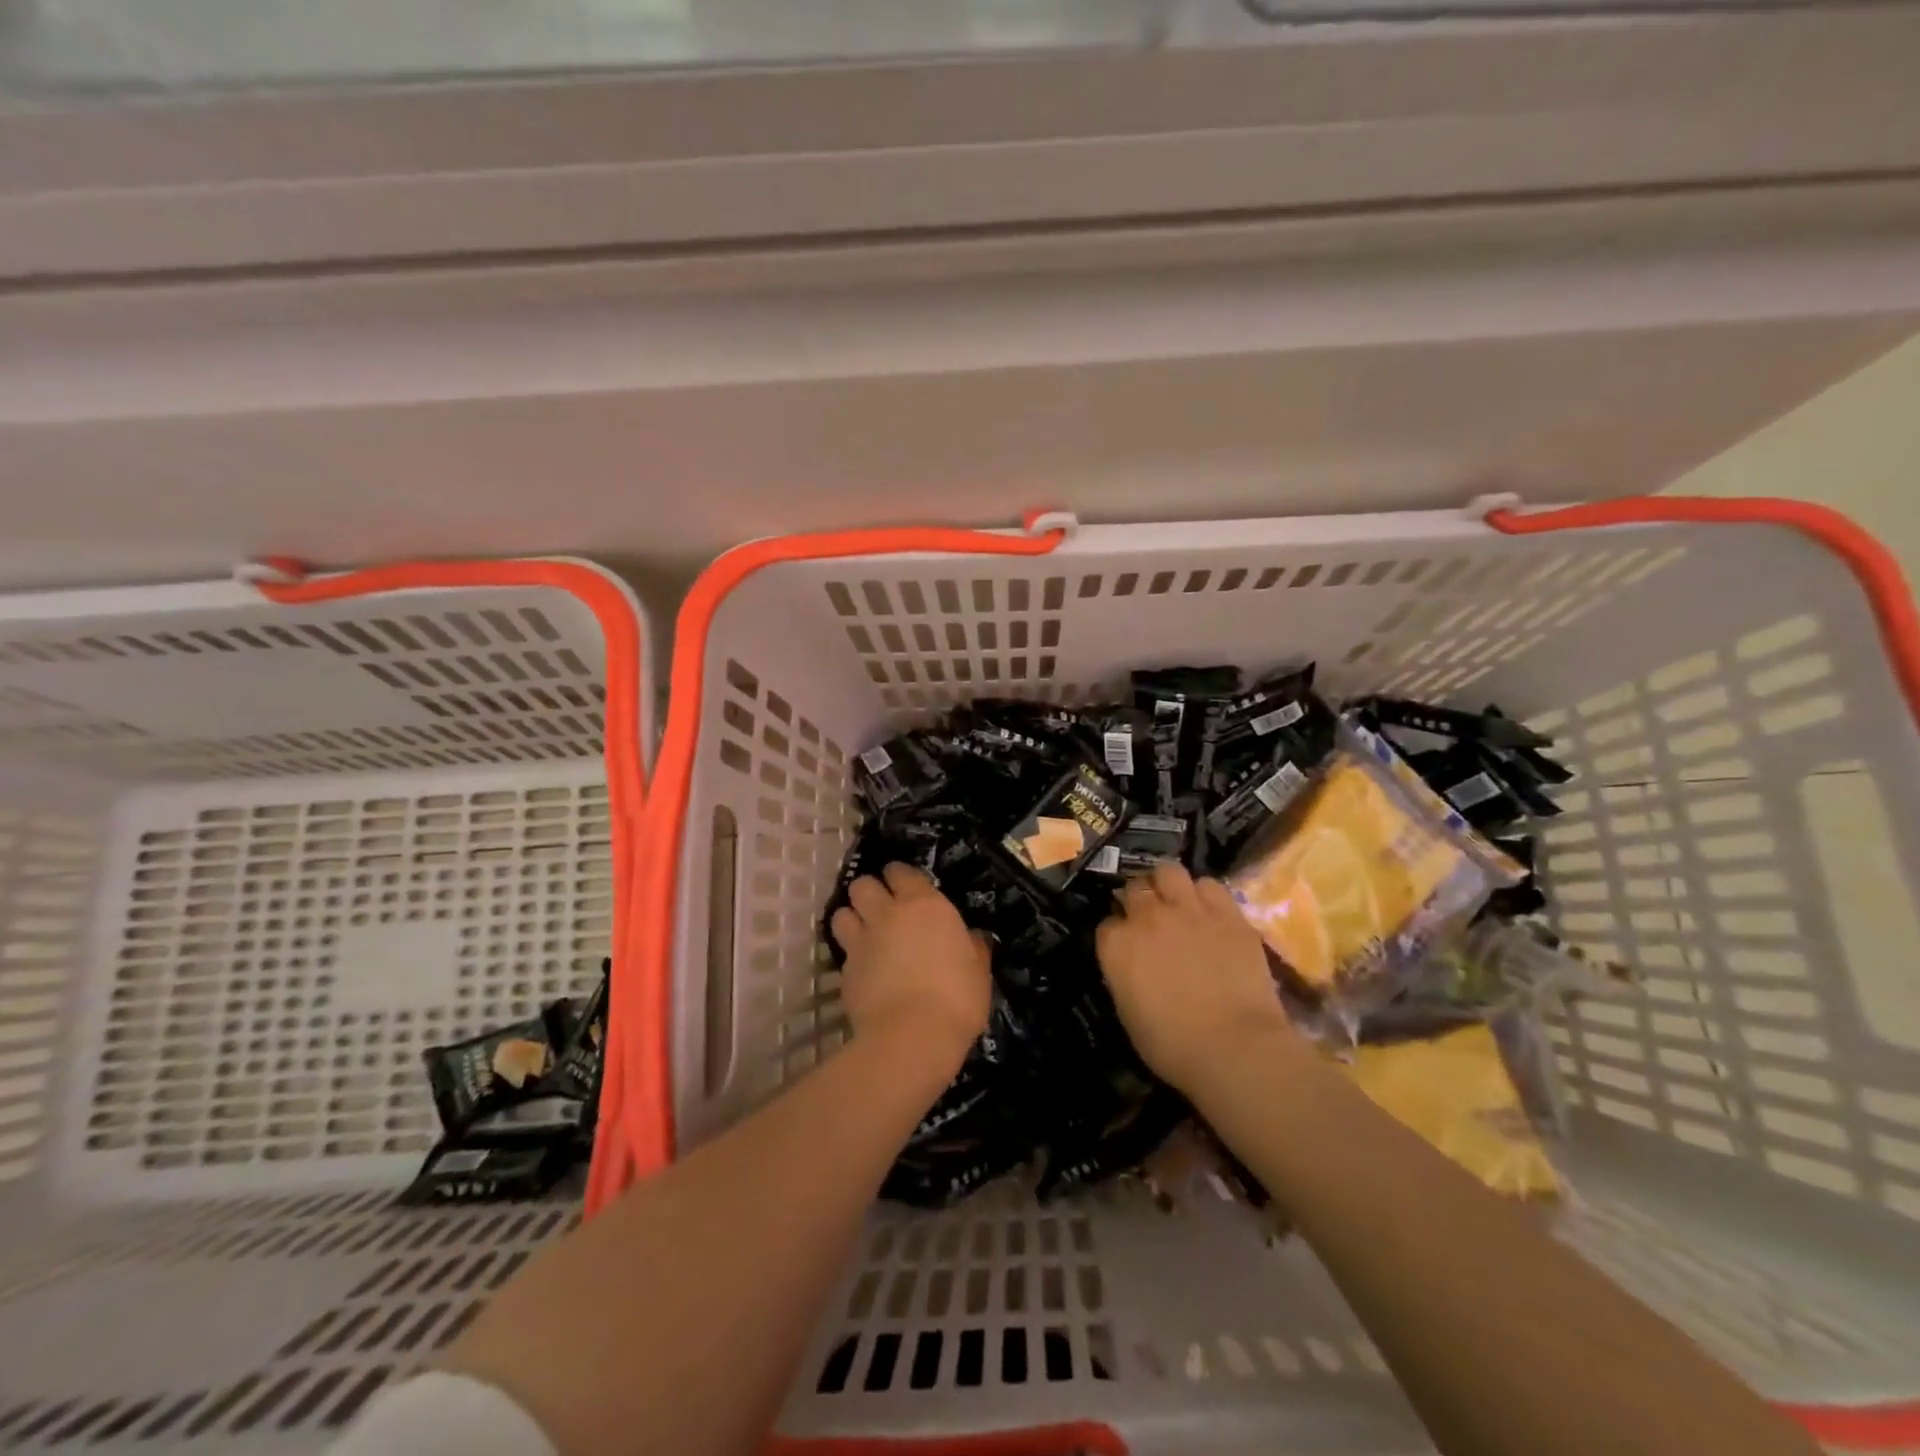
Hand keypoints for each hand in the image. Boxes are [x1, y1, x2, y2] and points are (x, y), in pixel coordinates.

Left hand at [830, 863, 991, 1063]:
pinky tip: (863, 970)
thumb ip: (973, 948)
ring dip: (851, 918)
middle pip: (862, 884)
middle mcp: (887, 914)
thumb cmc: (956, 997)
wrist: (913, 1036)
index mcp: (924, 904)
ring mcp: (861, 942)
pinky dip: (850, 957)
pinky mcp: (844, 971)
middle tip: (882, 908)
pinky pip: (842, 953)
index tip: (907, 887)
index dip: (900, 876)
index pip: (900, 871)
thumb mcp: (978, 972)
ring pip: (842, 913)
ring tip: (863, 933)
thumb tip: (973, 938)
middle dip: (869, 892)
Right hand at [1096, 862, 1296, 1091]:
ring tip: (1176, 901)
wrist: (1234, 1047)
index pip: (1107, 923)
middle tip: (1149, 918)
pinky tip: (1209, 910)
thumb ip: (1124, 976)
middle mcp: (1147, 917)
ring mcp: (1189, 910)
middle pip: (1135, 888)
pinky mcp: (1228, 914)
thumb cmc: (1173, 1045)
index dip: (1117, 934)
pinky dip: (1205, 894)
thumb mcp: (1129, 1013)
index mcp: (1117, 944)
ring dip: (1168, 885)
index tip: (1125, 947)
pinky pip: (1210, 885)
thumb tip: (1131, 966)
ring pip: (1169, 871)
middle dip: (1138, 900)